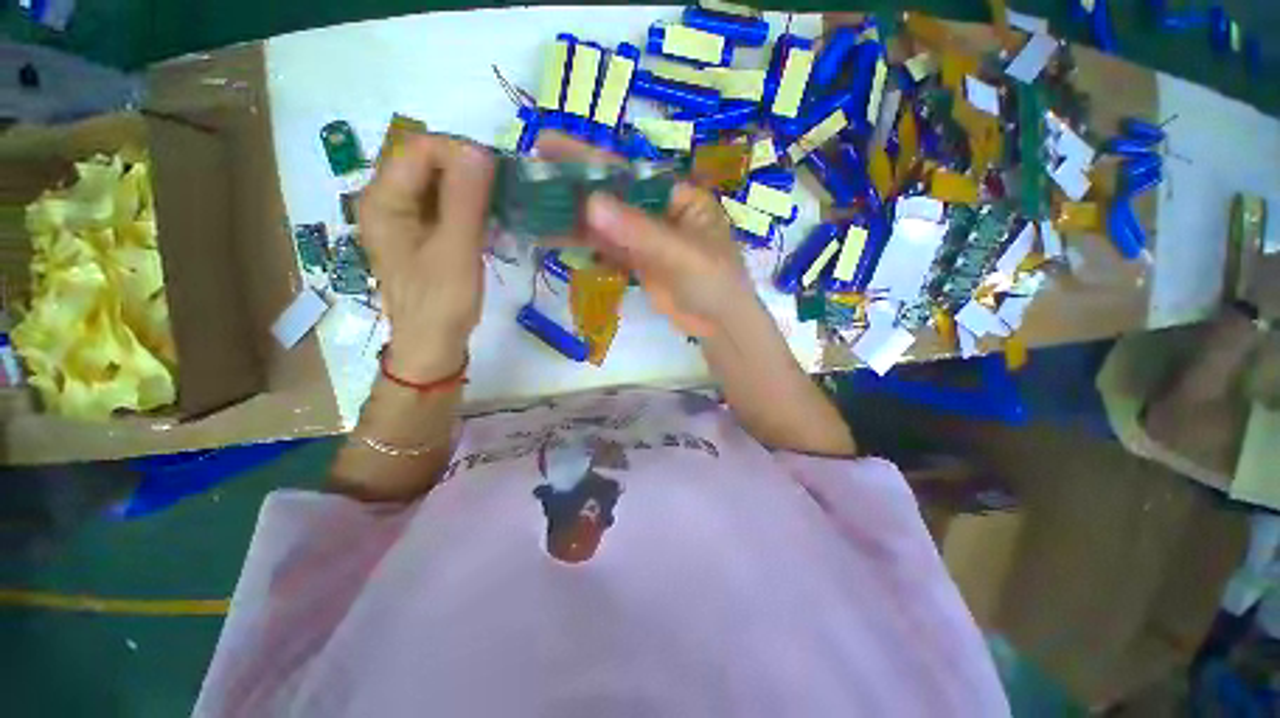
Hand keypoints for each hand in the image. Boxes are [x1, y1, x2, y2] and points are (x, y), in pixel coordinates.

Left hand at [359, 134, 495, 377]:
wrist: (433, 345)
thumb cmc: (441, 303)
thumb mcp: (456, 250)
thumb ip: (465, 200)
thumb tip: (480, 150)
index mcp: (383, 200)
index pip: (420, 149)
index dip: (460, 153)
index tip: (499, 177)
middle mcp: (387, 201)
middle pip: (428, 163)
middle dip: (469, 172)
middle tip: (504, 195)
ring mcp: (404, 218)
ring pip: (440, 184)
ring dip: (473, 191)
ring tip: (501, 209)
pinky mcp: (421, 234)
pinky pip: (445, 206)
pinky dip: (470, 208)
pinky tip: (489, 223)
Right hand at [535, 133, 754, 335]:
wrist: (718, 325)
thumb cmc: (714, 282)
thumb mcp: (681, 254)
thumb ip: (639, 231)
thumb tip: (590, 204)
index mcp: (676, 196)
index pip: (629, 173)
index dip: (589, 159)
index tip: (548, 144)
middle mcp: (657, 211)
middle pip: (611, 195)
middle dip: (571, 184)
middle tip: (527, 171)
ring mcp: (644, 238)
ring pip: (604, 222)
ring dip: (569, 215)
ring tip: (528, 205)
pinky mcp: (635, 262)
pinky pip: (605, 247)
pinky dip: (580, 243)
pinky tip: (551, 237)